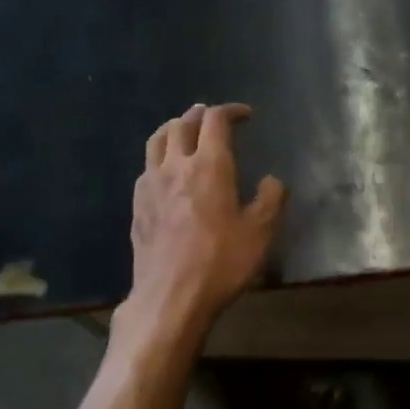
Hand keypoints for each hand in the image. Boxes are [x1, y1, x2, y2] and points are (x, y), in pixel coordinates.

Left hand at [124, 103, 286, 332]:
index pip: (216, 120)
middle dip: (200, 114)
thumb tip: (272, 180)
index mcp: (209, 165)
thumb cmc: (220, 262)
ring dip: (174, 128)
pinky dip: (160, 156)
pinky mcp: (137, 205)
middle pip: (182, 123)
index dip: (231, 111)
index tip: (246, 115)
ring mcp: (150, 184)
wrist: (170, 298)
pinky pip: (147, 166)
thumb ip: (271, 199)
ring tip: (185, 131)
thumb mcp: (260, 233)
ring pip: (157, 140)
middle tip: (213, 117)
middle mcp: (176, 165)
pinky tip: (167, 171)